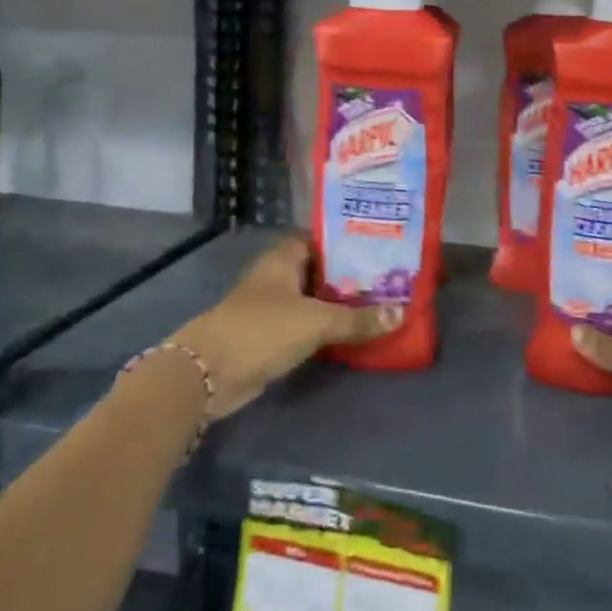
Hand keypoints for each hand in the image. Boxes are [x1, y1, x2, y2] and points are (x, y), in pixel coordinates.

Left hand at [165, 234, 399, 418]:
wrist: (210, 373)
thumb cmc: (263, 330)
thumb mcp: (317, 321)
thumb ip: (358, 319)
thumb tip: (401, 312)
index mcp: (283, 257)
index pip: (320, 237)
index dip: (346, 239)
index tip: (378, 244)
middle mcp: (277, 275)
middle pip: (319, 268)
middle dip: (349, 273)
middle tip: (387, 276)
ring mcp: (271, 305)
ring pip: (312, 297)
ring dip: (338, 302)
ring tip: (379, 301)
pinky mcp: (270, 334)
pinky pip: (305, 323)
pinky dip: (325, 326)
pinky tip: (352, 331)